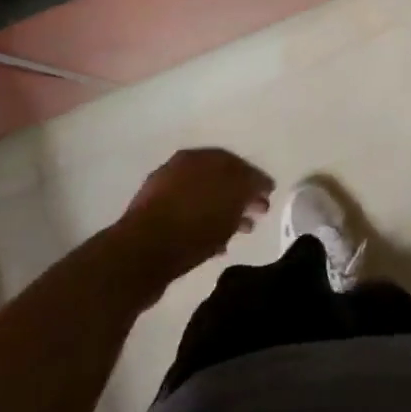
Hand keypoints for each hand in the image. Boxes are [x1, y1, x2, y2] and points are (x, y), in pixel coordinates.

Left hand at [114, 148, 273, 293]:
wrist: (140, 255)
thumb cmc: (193, 222)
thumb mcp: (232, 199)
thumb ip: (249, 186)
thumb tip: (256, 184)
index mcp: (197, 157)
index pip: (235, 161)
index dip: (255, 178)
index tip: (270, 193)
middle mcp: (178, 169)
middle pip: (219, 180)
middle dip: (242, 196)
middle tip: (260, 212)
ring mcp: (162, 195)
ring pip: (204, 201)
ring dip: (225, 213)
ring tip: (242, 231)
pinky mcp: (153, 222)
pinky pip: (190, 220)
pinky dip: (206, 228)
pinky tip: (218, 246)